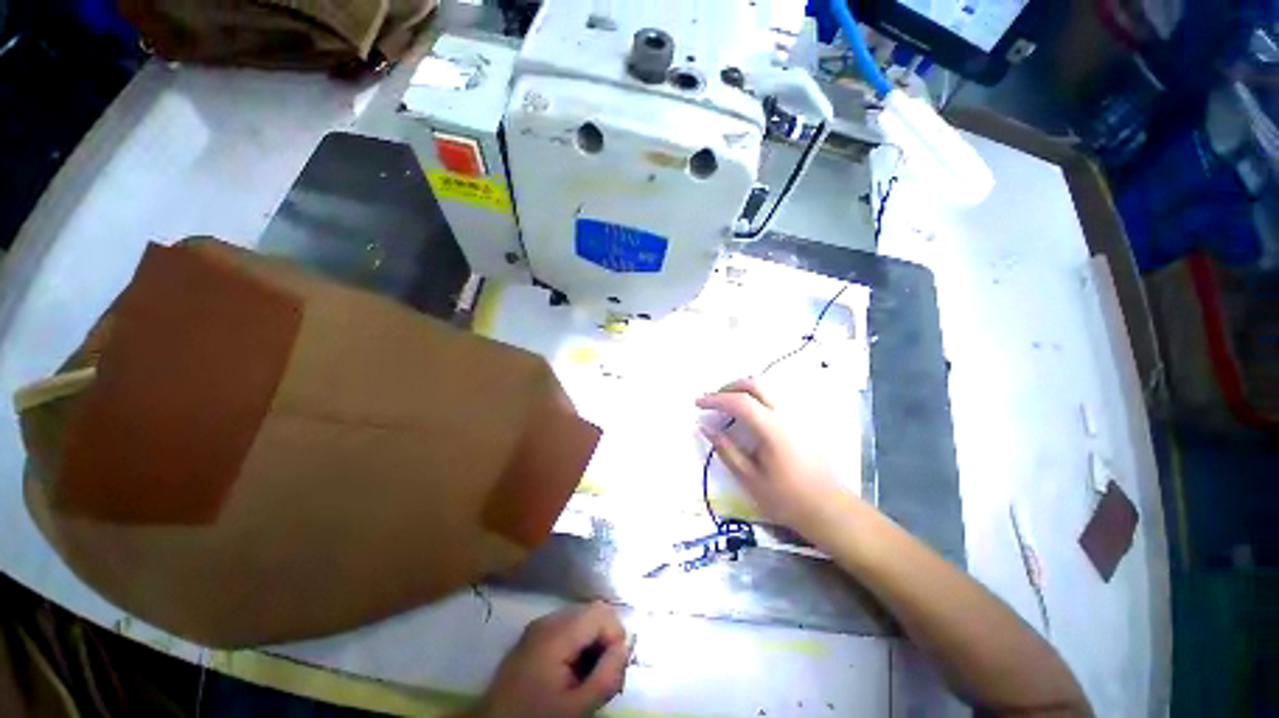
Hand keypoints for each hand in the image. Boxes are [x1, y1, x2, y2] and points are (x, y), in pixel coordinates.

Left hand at [472, 602, 628, 717]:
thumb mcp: (576, 708)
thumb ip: (606, 677)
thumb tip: (626, 647)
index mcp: (556, 633)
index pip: (602, 612)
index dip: (615, 637)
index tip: (612, 669)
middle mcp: (548, 619)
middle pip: (592, 613)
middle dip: (605, 640)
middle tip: (602, 677)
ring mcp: (539, 626)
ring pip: (582, 619)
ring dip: (593, 643)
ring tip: (587, 678)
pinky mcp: (534, 635)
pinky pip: (568, 628)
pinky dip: (578, 645)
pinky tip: (572, 673)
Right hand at [696, 378, 850, 534]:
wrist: (827, 508)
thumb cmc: (786, 498)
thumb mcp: (749, 478)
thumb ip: (726, 450)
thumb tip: (705, 428)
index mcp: (771, 428)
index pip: (739, 402)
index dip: (715, 399)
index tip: (698, 403)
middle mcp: (785, 414)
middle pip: (754, 384)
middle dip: (729, 387)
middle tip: (712, 400)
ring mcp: (796, 415)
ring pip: (766, 388)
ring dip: (742, 390)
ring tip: (726, 405)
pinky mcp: (801, 420)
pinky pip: (774, 397)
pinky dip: (755, 397)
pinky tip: (748, 413)